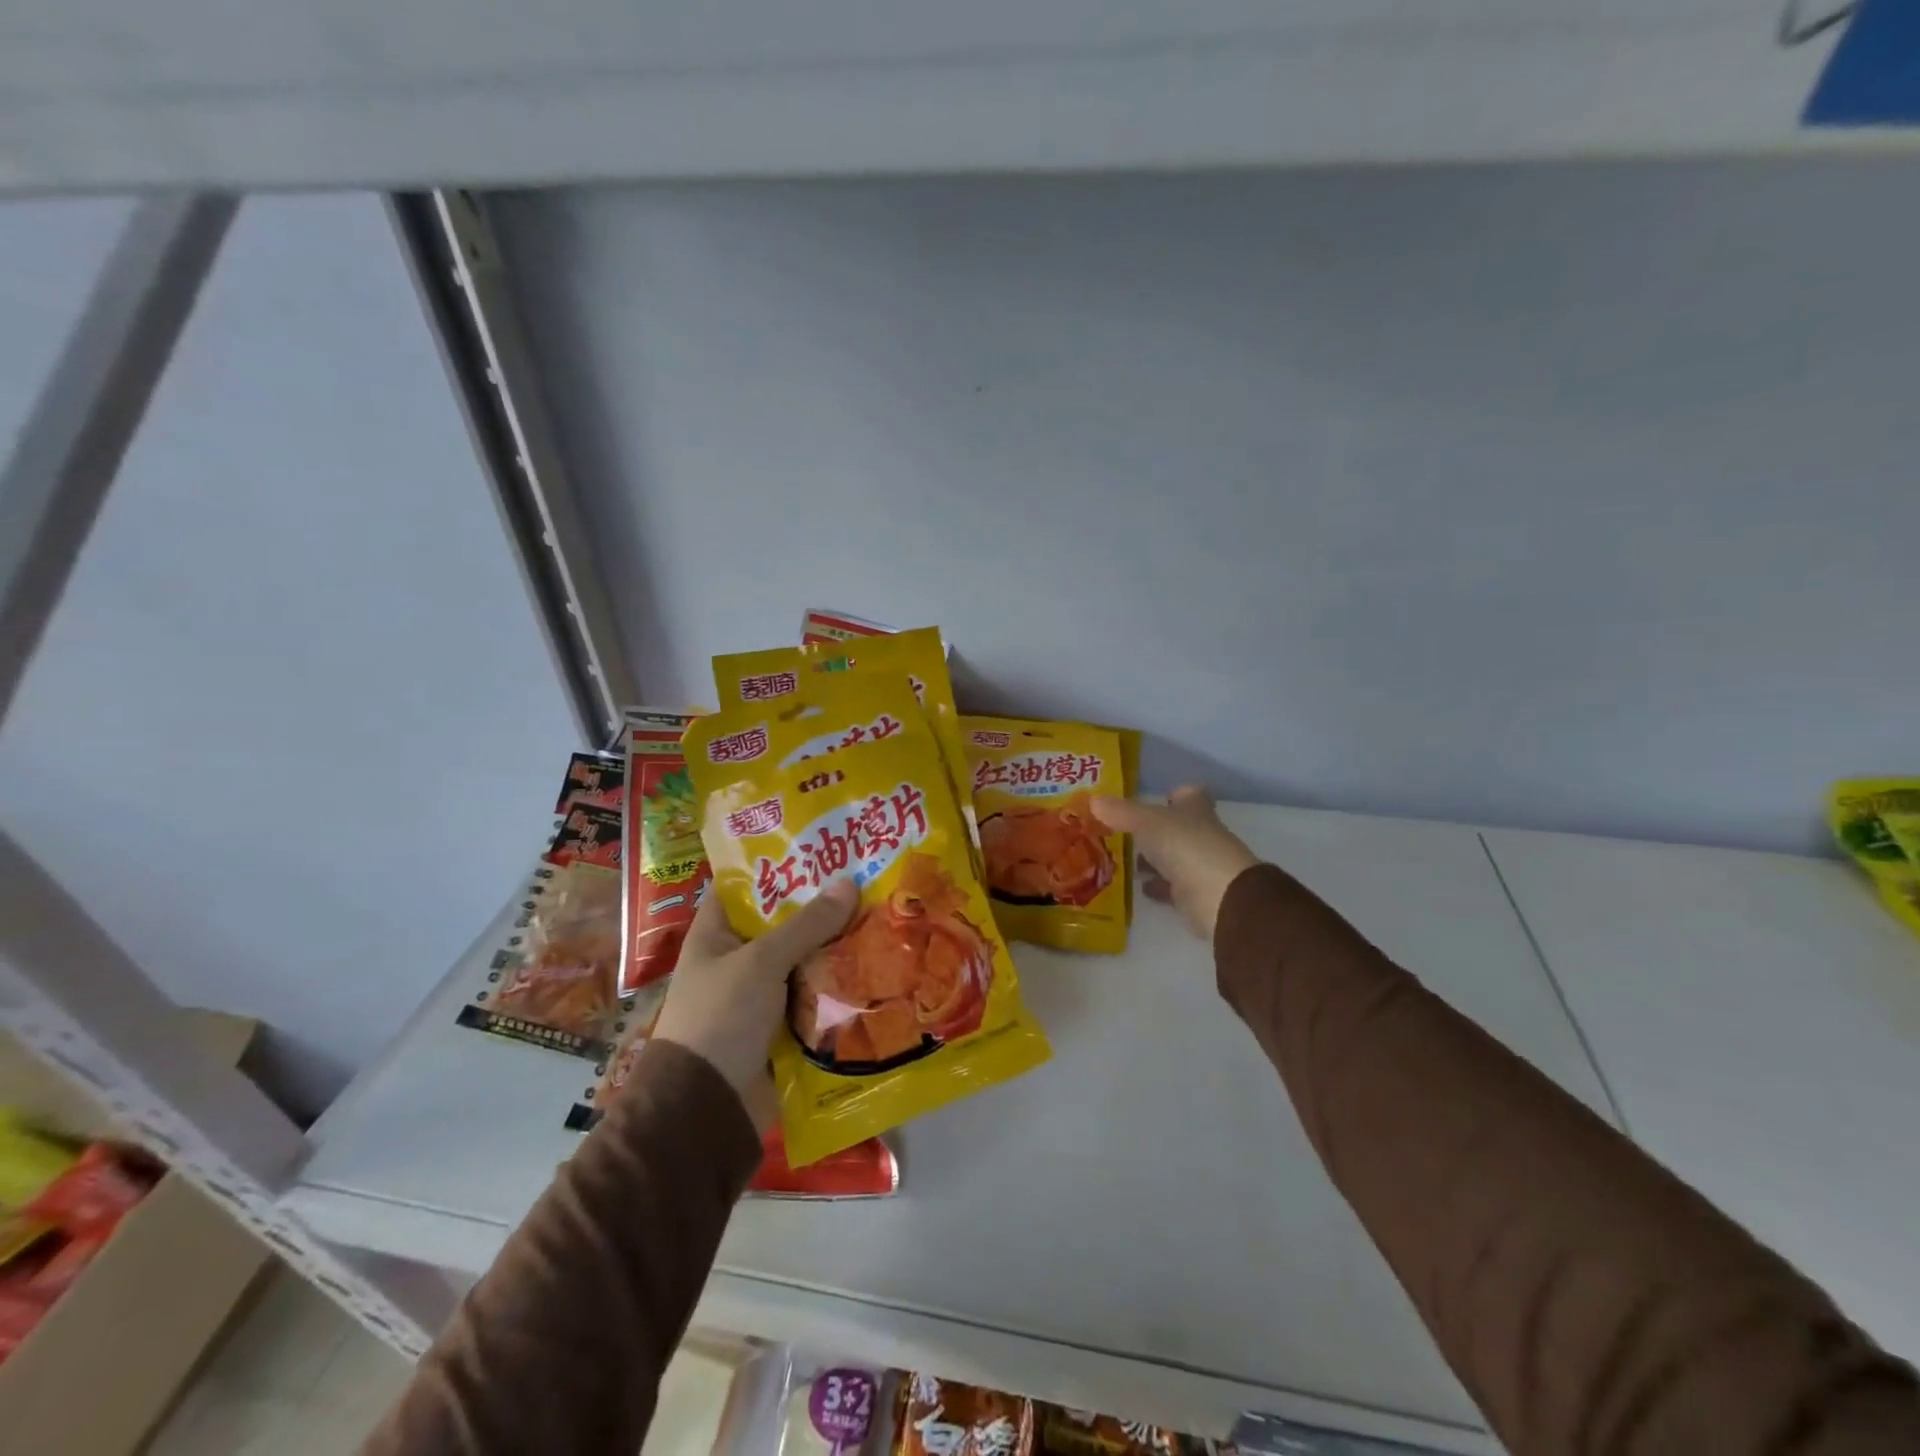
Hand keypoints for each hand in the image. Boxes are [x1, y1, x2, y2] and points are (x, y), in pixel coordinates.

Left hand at [650, 879, 858, 1130]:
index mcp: (716, 934)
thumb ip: (807, 925)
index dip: (778, 864)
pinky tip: (876, 963)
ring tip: (881, 913)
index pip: (745, 886)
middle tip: (867, 877)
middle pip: (784, 922)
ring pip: (805, 958)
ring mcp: (761, 994)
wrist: (707, 1108)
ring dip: (836, 945)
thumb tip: (850, 883)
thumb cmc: (722, 1018)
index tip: (821, 846)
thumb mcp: (762, 962)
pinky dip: (839, 983)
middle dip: (822, 906)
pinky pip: (815, 994)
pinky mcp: (783, 1025)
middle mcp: (738, 959)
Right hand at [1092, 786, 1258, 941]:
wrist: (1219, 898)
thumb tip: (1092, 800)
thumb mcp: (1146, 822)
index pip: (1189, 794)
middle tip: (1120, 831)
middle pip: (1177, 827)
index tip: (1152, 799)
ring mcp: (1200, 866)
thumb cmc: (1185, 846)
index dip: (1173, 794)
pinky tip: (1137, 887)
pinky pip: (1171, 886)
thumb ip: (1119, 812)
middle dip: (1153, 829)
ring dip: (1152, 859)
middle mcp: (1200, 834)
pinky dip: (1156, 886)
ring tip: (1120, 860)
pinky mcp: (1195, 895)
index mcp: (1195, 810)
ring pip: (1172, 857)